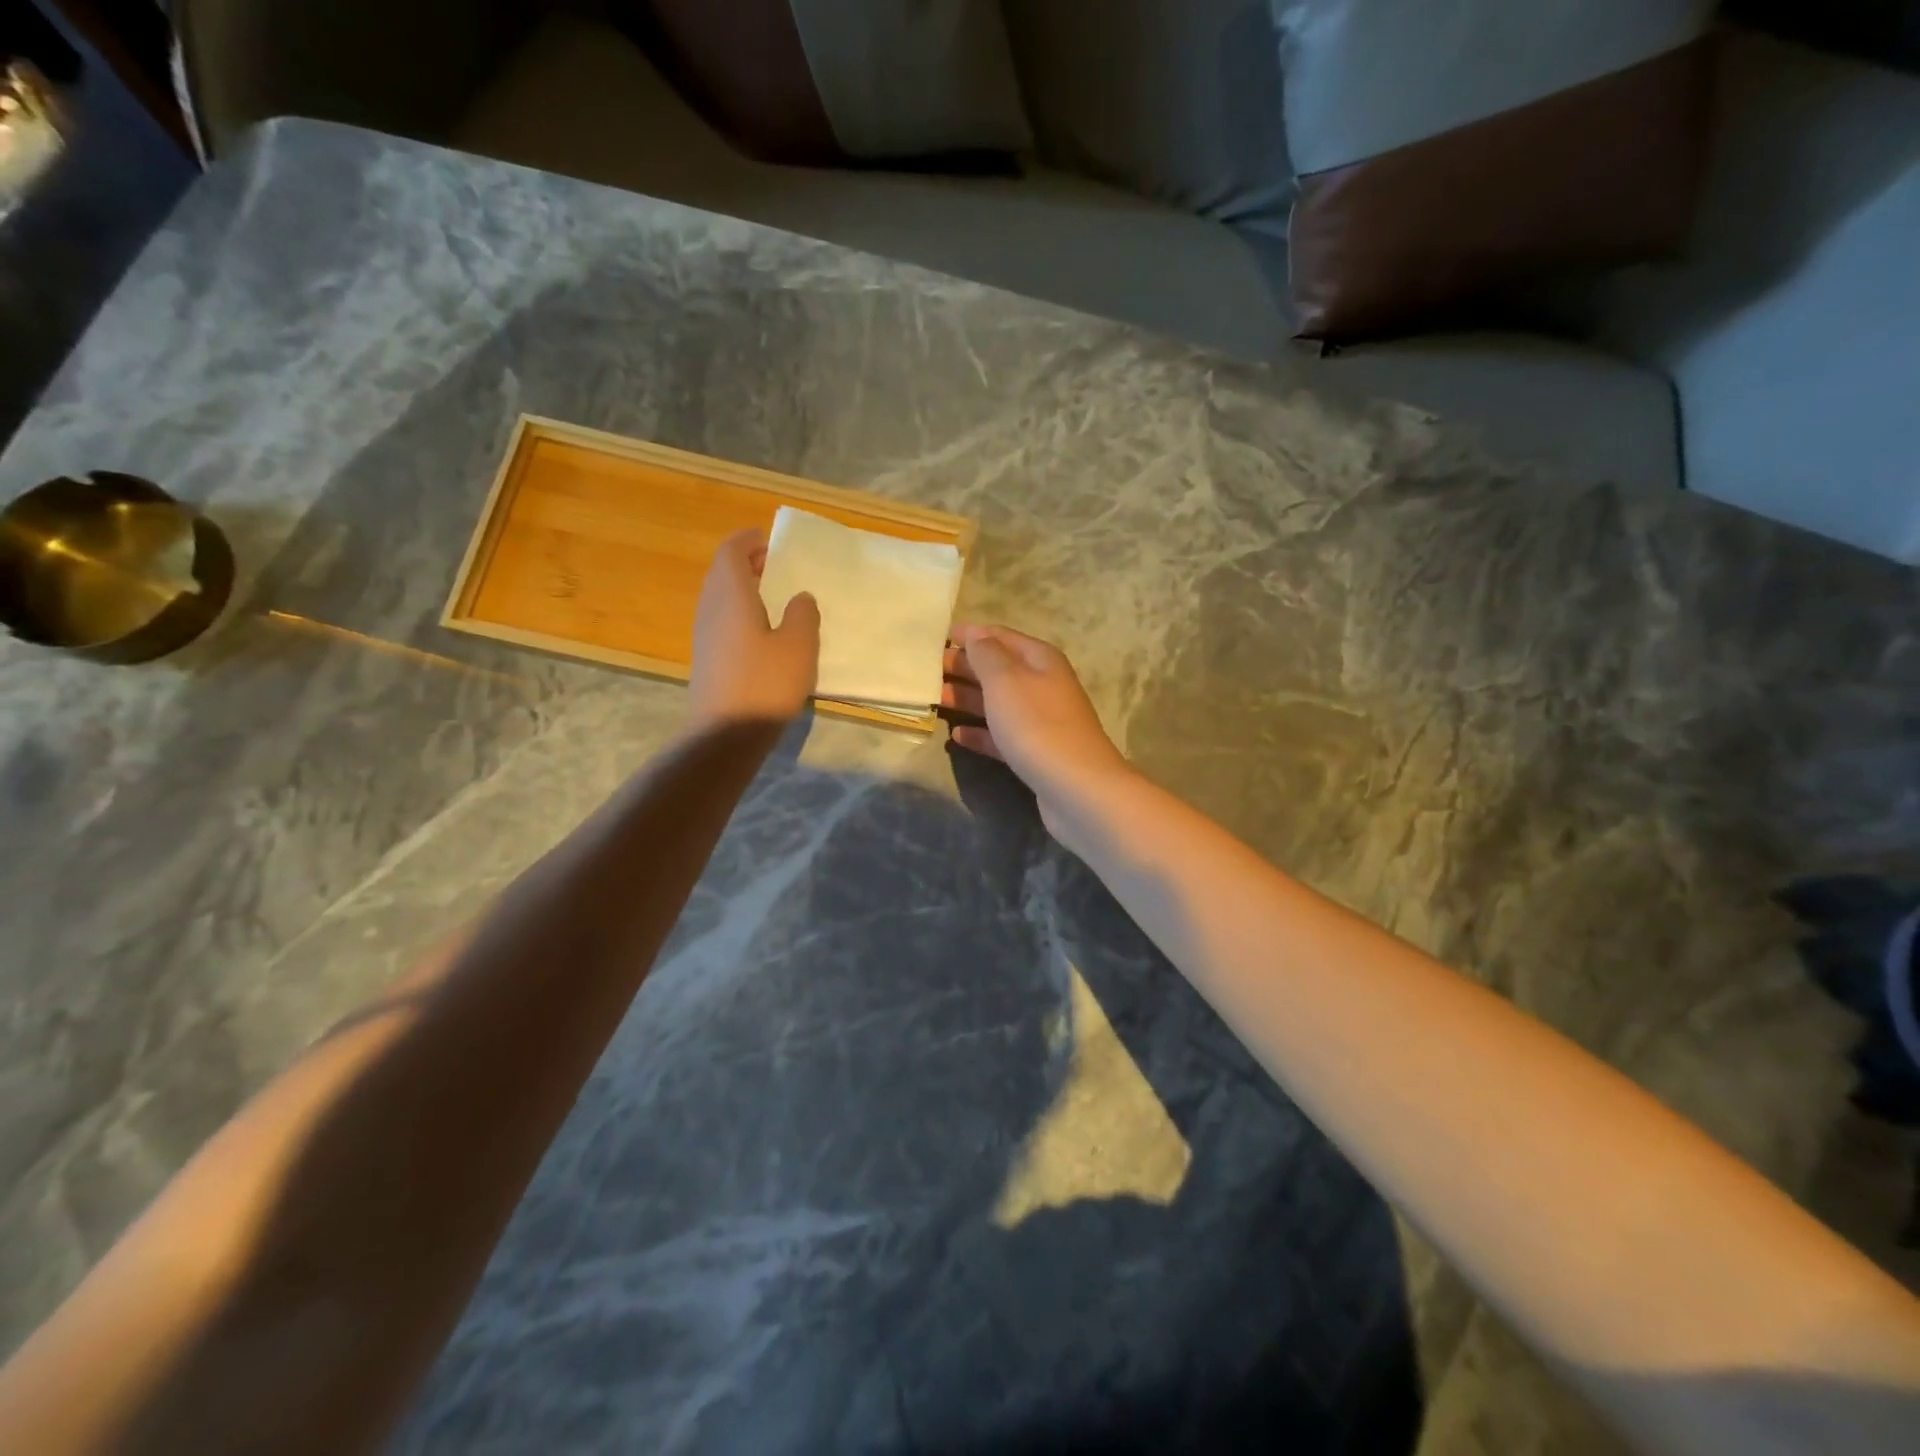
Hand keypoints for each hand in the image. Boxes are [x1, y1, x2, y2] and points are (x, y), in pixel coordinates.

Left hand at [688, 529, 819, 725]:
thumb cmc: (765, 683)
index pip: (732, 550)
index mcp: (730, 594)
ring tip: (776, 597)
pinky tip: (765, 633)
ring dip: (744, 589)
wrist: (725, 735)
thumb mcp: (799, 645)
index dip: (750, 540)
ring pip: (721, 597)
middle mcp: (710, 607)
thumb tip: (800, 597)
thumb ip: (803, 614)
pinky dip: (741, 613)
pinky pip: (722, 620)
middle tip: (779, 567)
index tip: (774, 542)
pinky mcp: (707, 659)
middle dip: (748, 563)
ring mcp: (704, 635)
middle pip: (723, 572)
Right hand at [942, 624, 1133, 828]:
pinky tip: (956, 736)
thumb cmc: (1036, 724)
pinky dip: (979, 733)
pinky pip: (1000, 736)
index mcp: (1038, 659)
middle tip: (923, 671)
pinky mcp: (1033, 752)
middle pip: (996, 669)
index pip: (999, 636)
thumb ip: (986, 654)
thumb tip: (975, 635)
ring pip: (995, 703)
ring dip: (965, 699)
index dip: (968, 635)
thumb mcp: (1006, 680)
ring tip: (933, 700)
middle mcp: (1041, 684)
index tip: (934, 638)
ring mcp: (1039, 720)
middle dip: (962, 667)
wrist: (1075, 786)